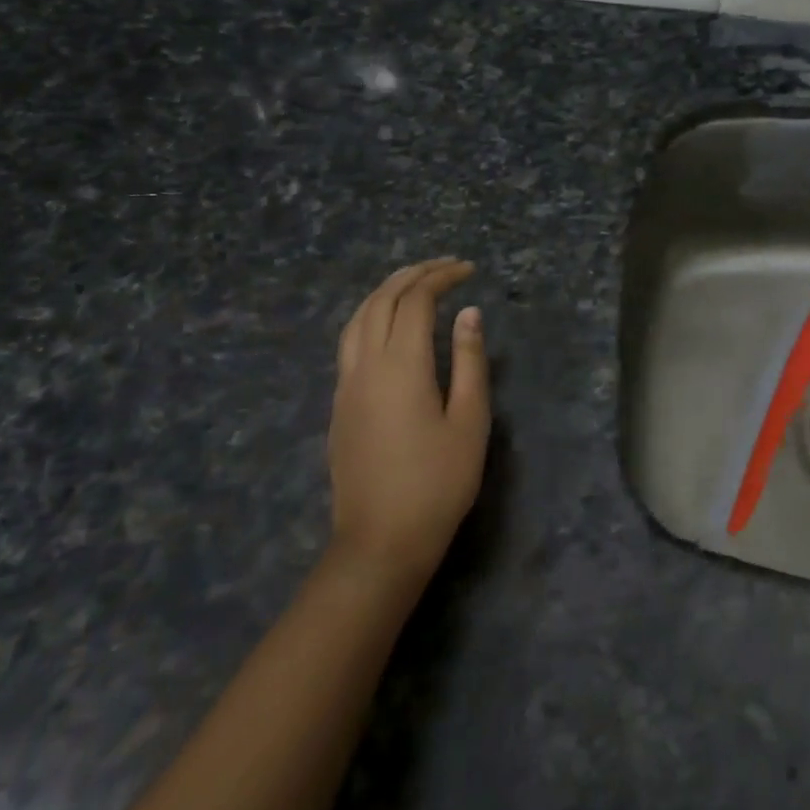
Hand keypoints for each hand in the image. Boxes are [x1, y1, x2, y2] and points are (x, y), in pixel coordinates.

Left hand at [328, 258, 490, 583]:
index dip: (441, 278)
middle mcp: (366, 365)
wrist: (381, 542)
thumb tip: (468, 314)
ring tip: (414, 283)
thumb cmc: (438, 482)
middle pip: (381, 301)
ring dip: (385, 292)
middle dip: (412, 275)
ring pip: (357, 319)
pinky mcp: (339, 405)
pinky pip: (349, 341)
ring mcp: (346, 385)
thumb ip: (470, 361)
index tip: (469, 270)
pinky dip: (370, 316)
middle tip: (445, 267)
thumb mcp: (470, 420)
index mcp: (402, 365)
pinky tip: (387, 326)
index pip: (416, 301)